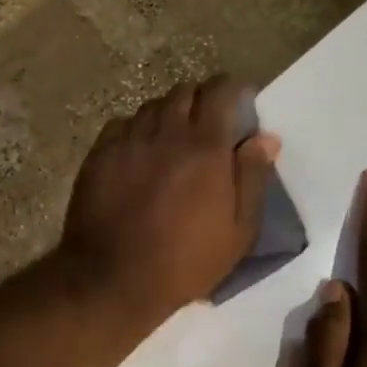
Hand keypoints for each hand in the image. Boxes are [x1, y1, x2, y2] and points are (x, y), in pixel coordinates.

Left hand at [59, 76, 279, 324]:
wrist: (112, 278)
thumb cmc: (185, 261)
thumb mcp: (238, 230)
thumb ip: (252, 178)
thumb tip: (266, 138)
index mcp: (205, 147)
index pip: (220, 92)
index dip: (233, 89)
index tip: (240, 100)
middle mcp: (166, 132)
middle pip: (184, 91)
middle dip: (201, 98)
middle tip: (208, 122)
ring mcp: (128, 140)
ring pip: (152, 106)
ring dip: (169, 113)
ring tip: (173, 137)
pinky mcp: (100, 154)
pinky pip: (122, 125)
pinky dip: (136, 129)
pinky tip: (139, 150)